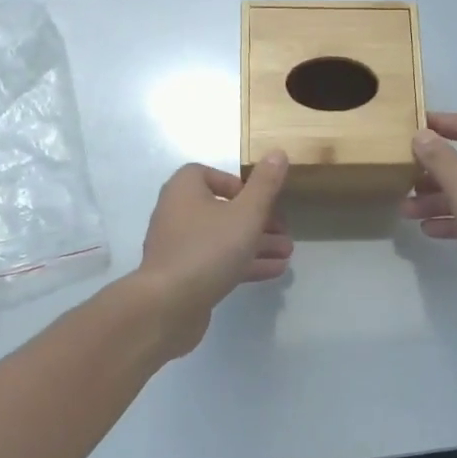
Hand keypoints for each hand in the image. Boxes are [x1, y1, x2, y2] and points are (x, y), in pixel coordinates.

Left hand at [136, 155, 292, 354]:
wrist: (169, 305)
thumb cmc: (209, 248)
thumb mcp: (246, 213)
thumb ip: (265, 185)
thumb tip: (277, 152)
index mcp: (184, 190)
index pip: (208, 175)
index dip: (238, 185)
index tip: (261, 200)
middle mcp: (176, 213)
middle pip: (222, 209)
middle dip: (257, 220)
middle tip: (284, 231)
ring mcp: (178, 247)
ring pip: (223, 238)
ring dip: (256, 244)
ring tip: (287, 253)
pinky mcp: (184, 276)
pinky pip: (218, 262)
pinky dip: (243, 263)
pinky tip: (274, 271)